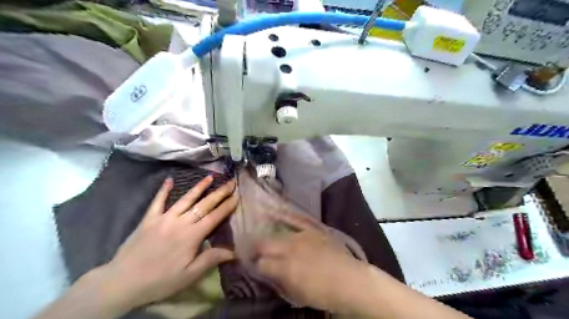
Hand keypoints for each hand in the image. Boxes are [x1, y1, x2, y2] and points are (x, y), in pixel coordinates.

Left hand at [99, 176, 238, 309]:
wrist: (122, 282)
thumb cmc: (160, 280)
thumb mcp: (189, 275)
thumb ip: (211, 259)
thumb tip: (234, 251)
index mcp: (192, 235)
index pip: (215, 216)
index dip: (227, 206)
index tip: (237, 196)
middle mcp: (180, 222)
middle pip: (204, 204)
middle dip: (219, 193)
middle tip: (231, 183)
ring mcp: (163, 218)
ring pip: (185, 198)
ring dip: (199, 187)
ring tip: (210, 177)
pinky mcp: (149, 219)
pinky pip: (158, 201)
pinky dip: (163, 190)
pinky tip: (169, 180)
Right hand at [253, 212, 368, 313]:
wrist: (350, 280)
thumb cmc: (323, 293)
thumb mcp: (296, 294)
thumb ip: (278, 281)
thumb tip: (266, 272)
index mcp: (285, 267)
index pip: (260, 263)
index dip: (252, 264)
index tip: (248, 263)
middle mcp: (290, 248)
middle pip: (264, 244)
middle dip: (253, 247)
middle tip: (248, 249)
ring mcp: (302, 236)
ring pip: (277, 233)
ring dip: (265, 235)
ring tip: (254, 233)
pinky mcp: (313, 228)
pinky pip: (296, 218)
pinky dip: (283, 214)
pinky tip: (271, 211)